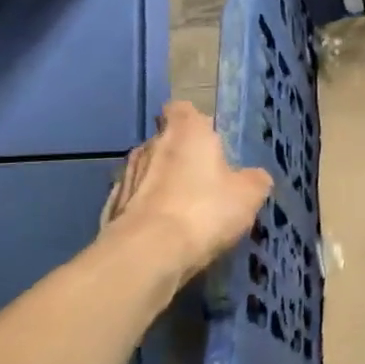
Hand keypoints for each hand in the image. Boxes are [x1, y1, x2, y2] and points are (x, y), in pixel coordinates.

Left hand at [99, 101, 271, 296]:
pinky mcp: (110, 207)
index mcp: (186, 132)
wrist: (146, 254)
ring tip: (184, 211)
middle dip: (181, 156)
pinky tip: (163, 232)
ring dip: (162, 184)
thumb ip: (254, 179)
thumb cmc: (204, 210)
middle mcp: (151, 144)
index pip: (182, 109)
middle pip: (165, 141)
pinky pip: (135, 201)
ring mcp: (125, 175)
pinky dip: (148, 211)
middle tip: (204, 180)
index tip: (208, 139)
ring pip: (148, 171)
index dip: (194, 121)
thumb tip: (254, 177)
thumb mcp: (249, 195)